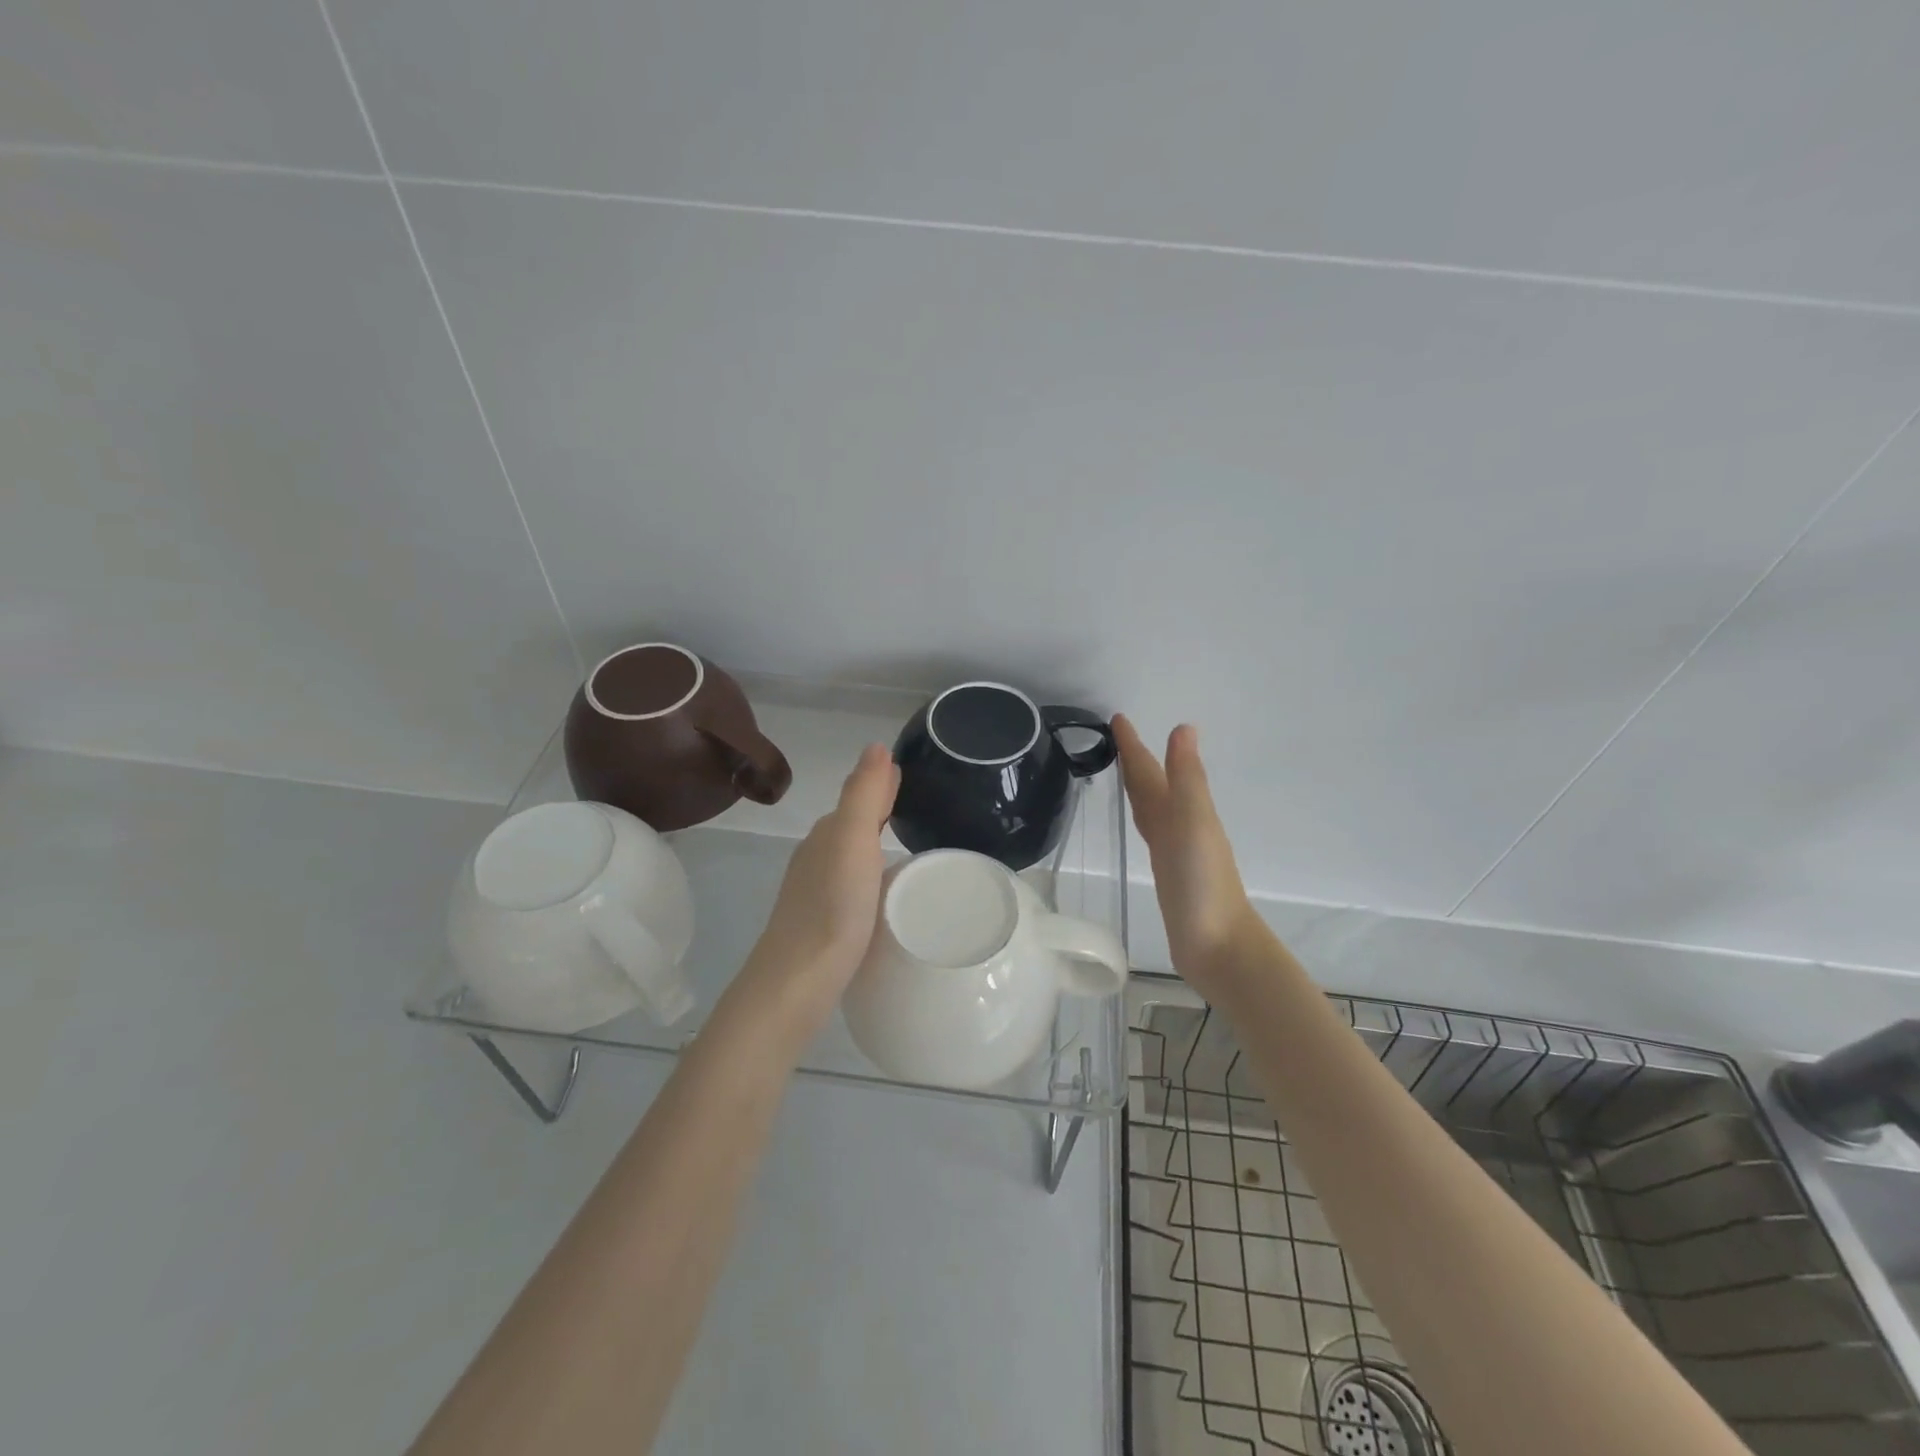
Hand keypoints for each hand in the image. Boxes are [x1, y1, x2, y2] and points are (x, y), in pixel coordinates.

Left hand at [735, 743, 898, 1036]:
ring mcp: (815, 892)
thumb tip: (876, 745)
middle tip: (917, 806)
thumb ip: (863, 794)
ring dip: (874, 844)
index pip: (859, 798)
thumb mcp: (852, 842)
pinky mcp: (822, 924)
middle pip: (853, 825)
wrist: (796, 983)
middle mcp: (817, 857)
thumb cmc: (832, 908)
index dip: (882, 786)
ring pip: (850, 856)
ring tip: (907, 846)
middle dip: (880, 811)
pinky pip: (851, 886)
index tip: (910, 777)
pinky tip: (882, 892)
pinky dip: (869, 876)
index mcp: (827, 835)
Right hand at [1114, 715, 1262, 1000]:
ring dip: (1140, 787)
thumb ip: (1187, 778)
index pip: (1152, 771)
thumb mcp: (1193, 823)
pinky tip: (1142, 823)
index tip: (1117, 718)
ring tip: (1124, 772)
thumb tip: (1184, 727)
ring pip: (1152, 808)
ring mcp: (1175, 850)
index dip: (1135, 746)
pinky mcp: (1168, 874)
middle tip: (1116, 738)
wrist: (1218, 946)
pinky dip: (1143, 819)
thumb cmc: (1203, 884)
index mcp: (1184, 810)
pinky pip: (1151, 834)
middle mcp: (1180, 825)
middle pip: (1153, 786)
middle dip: (1136, 761)